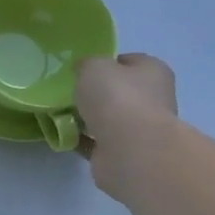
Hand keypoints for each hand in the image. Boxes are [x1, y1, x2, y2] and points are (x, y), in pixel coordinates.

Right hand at [75, 54, 179, 202]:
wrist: (129, 149)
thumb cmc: (117, 98)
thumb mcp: (94, 66)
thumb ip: (87, 64)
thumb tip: (84, 70)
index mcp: (153, 72)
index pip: (130, 61)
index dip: (106, 62)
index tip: (82, 70)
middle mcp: (152, 98)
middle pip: (120, 91)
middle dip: (96, 93)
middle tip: (69, 92)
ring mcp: (140, 128)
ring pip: (109, 118)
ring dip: (88, 117)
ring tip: (62, 114)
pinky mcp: (124, 152)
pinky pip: (97, 141)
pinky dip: (82, 139)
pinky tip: (63, 135)